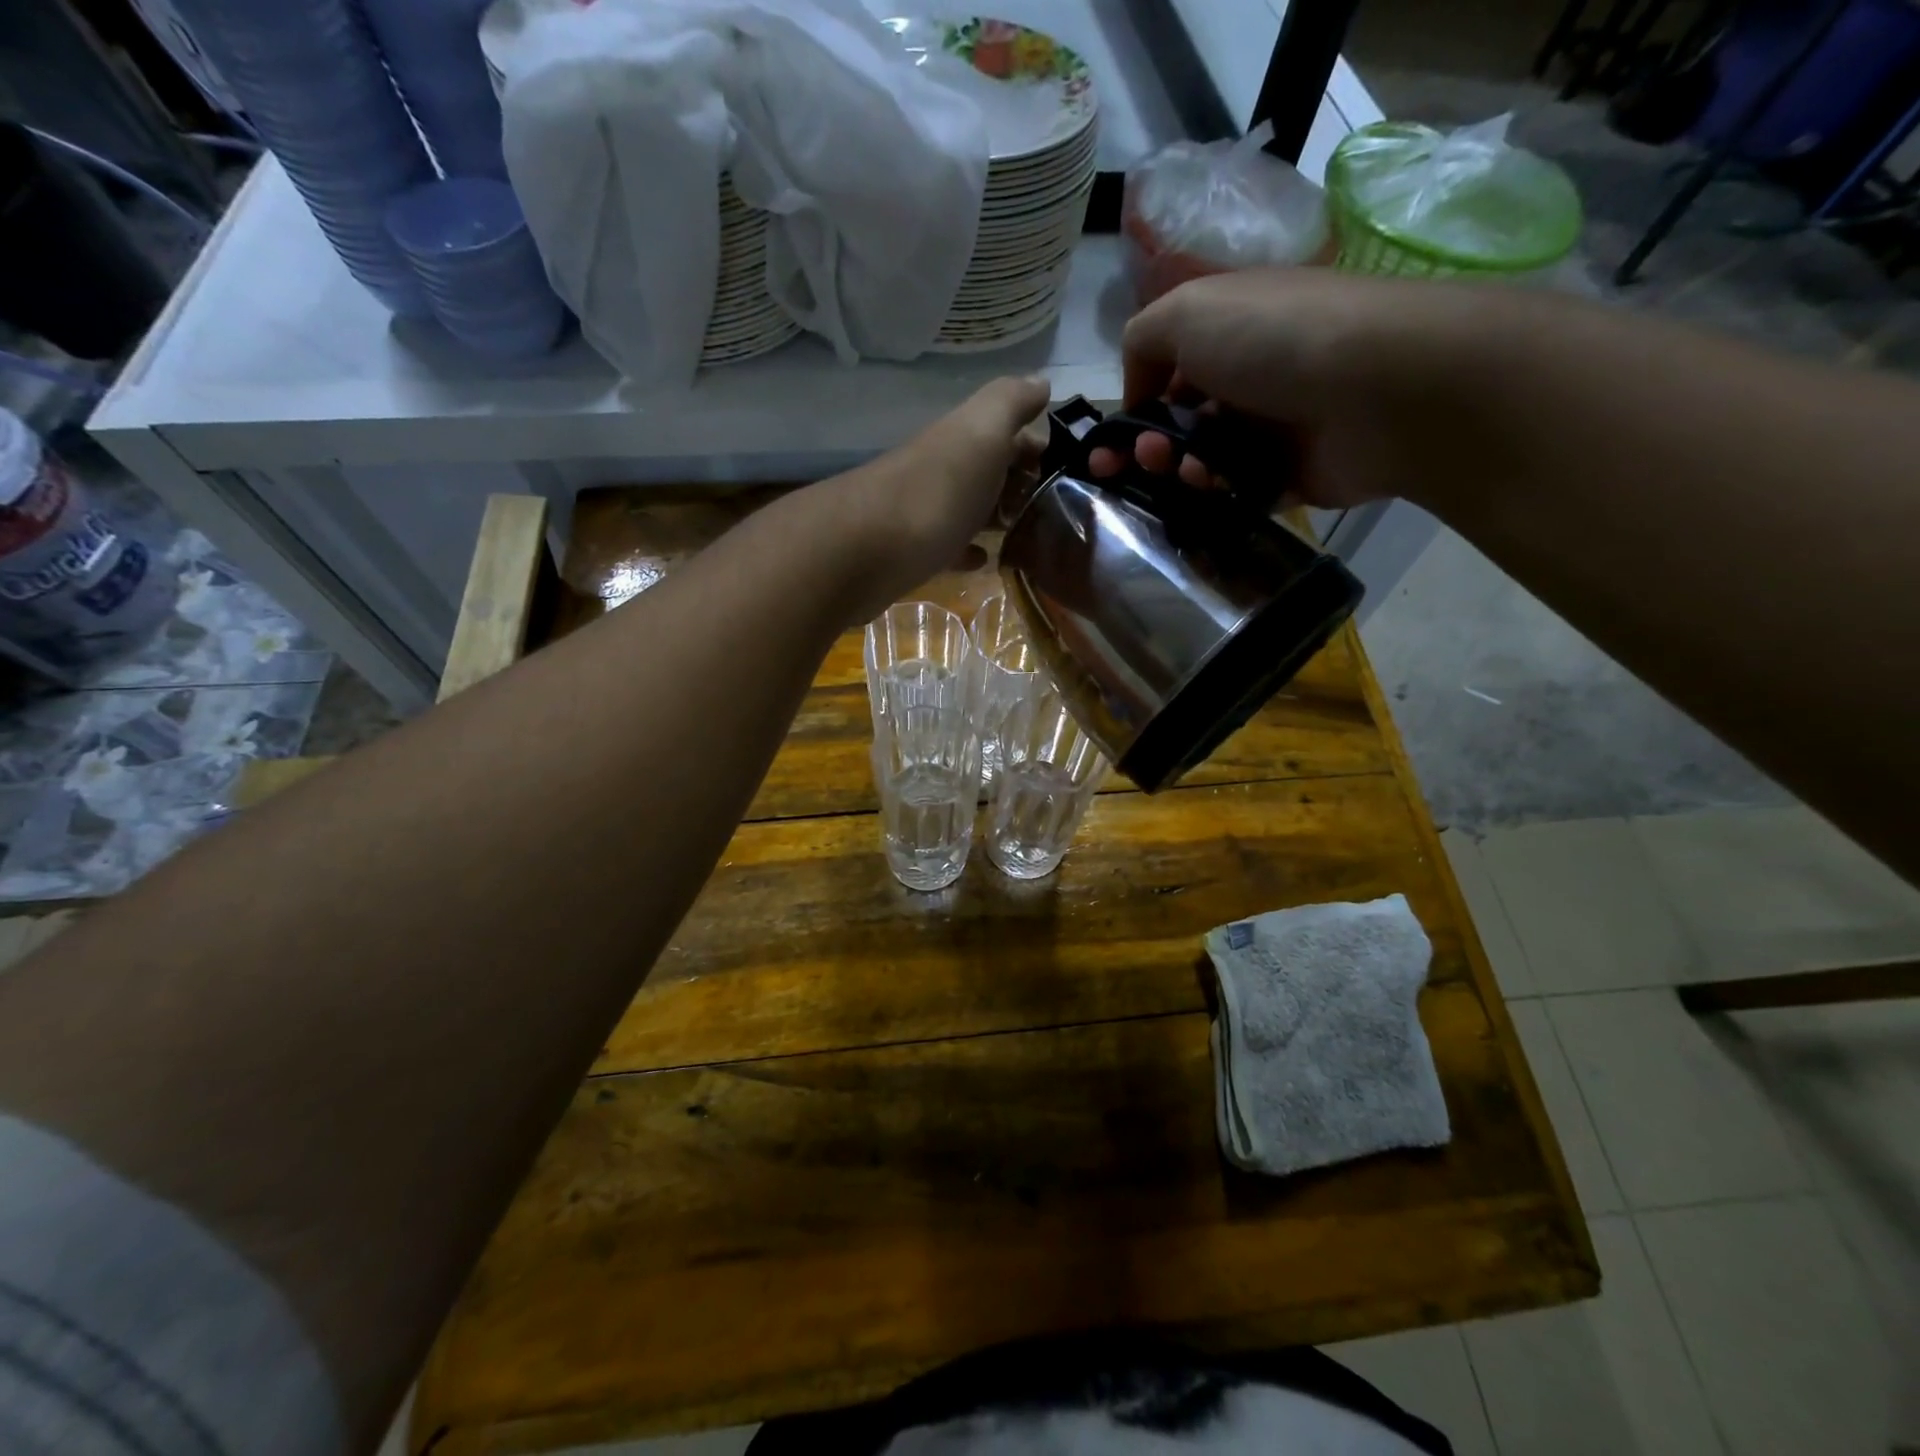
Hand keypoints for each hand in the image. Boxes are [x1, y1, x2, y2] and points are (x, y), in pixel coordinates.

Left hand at [830, 375, 1050, 617]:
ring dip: (999, 516)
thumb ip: (1010, 403)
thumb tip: (1040, 383)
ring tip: (1036, 536)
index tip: (1075, 472)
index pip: (1008, 433)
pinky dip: (970, 550)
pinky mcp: (914, 553)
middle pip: (990, 471)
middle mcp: (944, 469)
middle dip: (1023, 483)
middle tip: (1063, 509)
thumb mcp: (982, 430)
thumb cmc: (936, 490)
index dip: (1039, 446)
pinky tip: (987, 560)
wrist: (866, 551)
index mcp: (962, 439)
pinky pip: (950, 547)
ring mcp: (927, 512)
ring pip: (972, 508)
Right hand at [1086, 269, 1482, 509]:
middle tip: (1140, 460)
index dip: (1129, 410)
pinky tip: (1211, 487)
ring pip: (1199, 463)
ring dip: (1176, 470)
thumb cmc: (1276, 339)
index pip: (1163, 375)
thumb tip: (1135, 392)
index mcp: (1226, 333)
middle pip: (1176, 425)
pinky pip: (1233, 492)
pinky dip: (1213, 494)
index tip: (1106, 446)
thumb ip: (1141, 341)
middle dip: (1145, 447)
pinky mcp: (1288, 476)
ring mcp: (1268, 430)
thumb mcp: (1188, 310)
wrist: (1379, 389)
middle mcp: (1246, 379)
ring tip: (1182, 470)